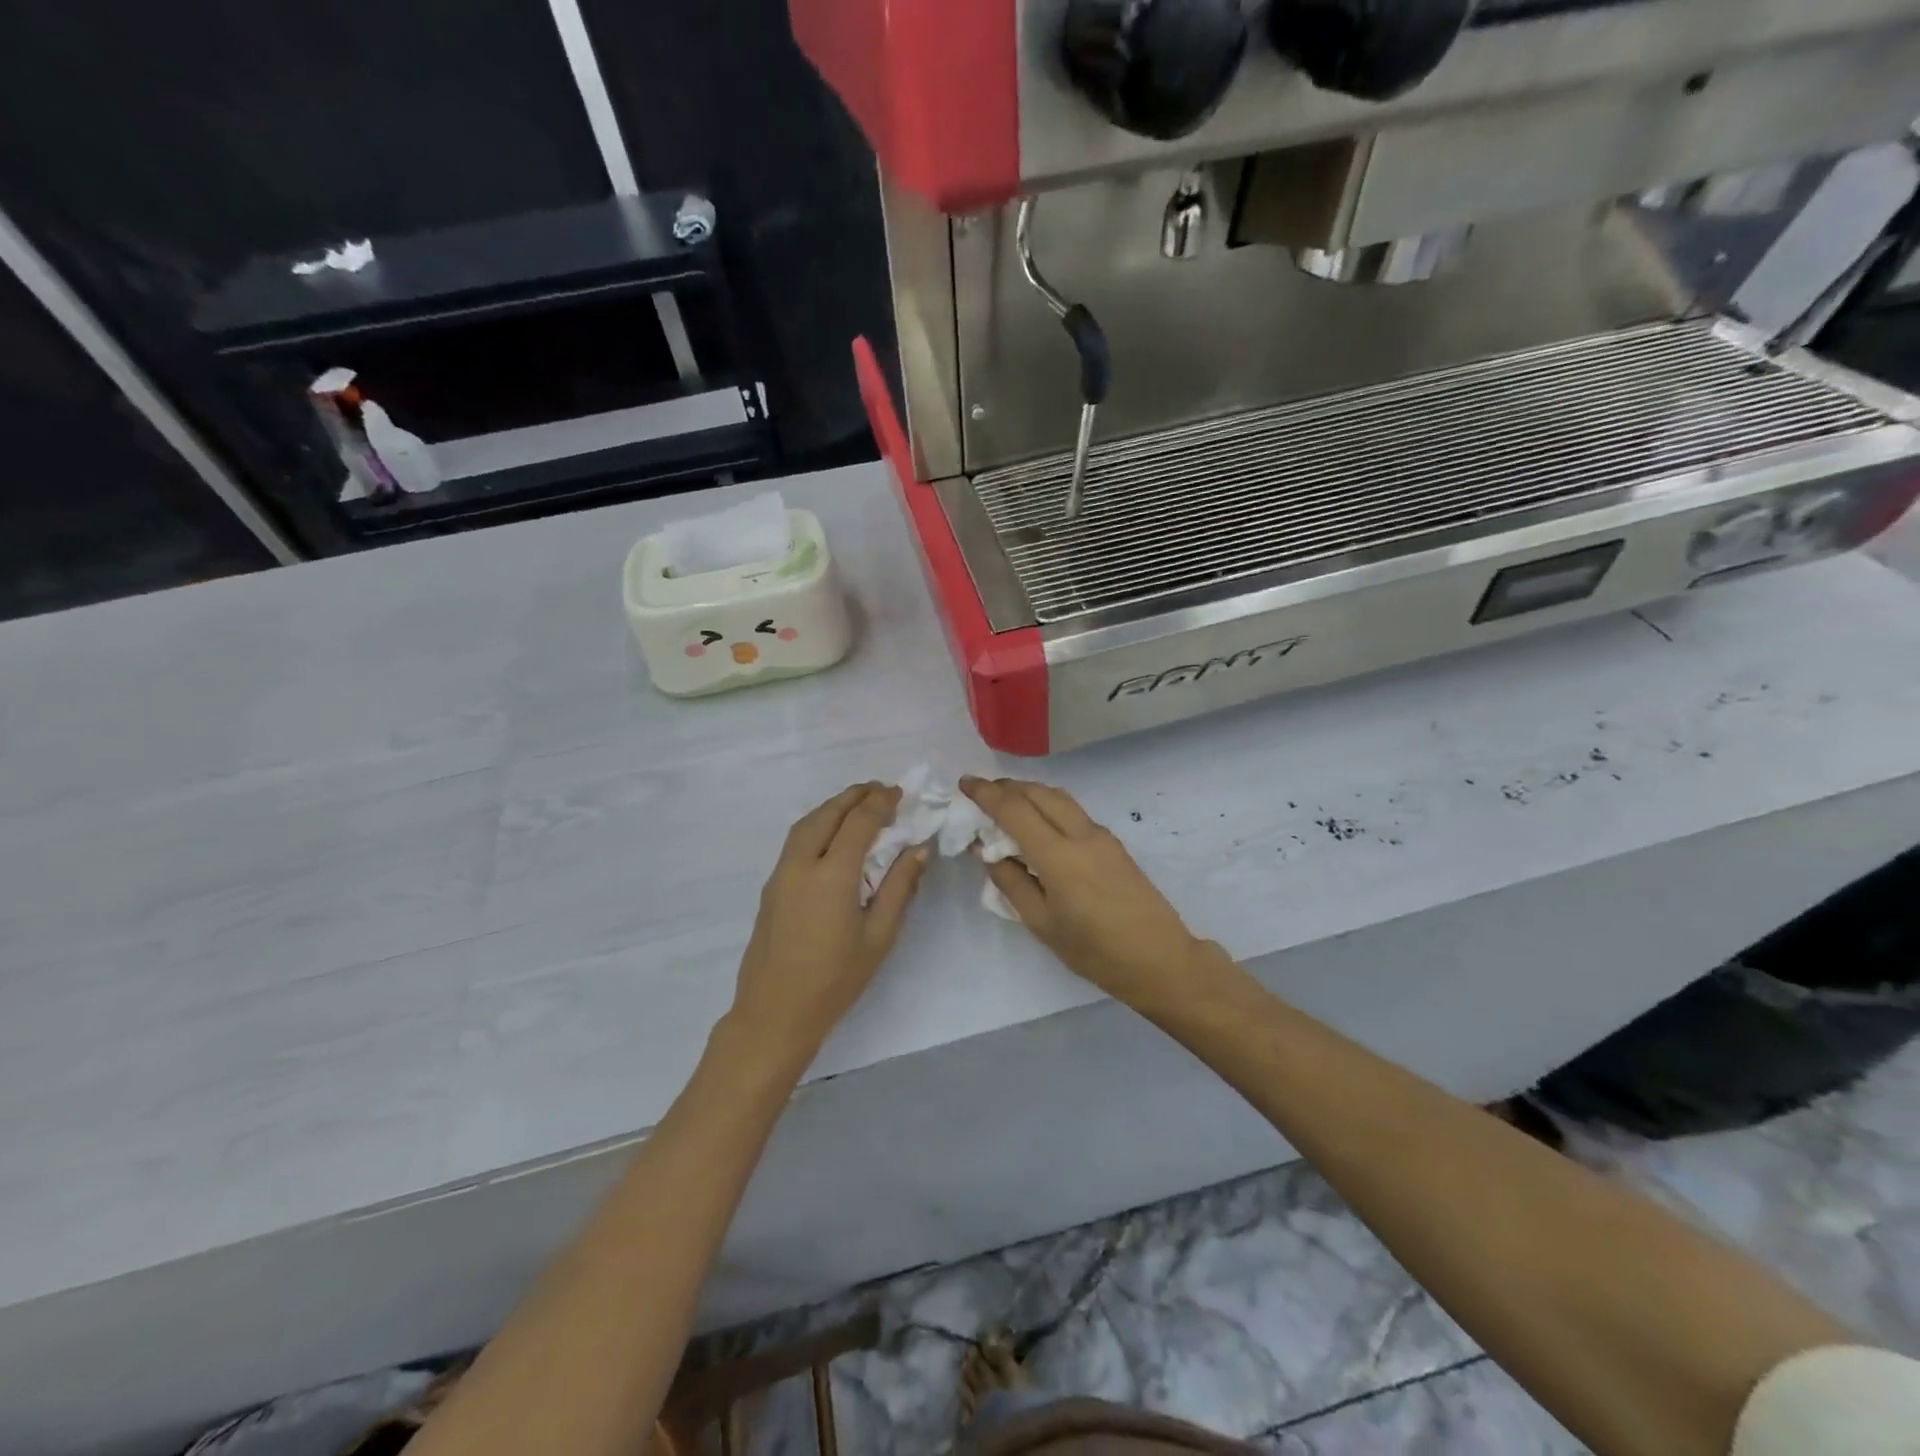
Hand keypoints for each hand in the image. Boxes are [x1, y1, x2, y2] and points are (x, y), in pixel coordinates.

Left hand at [727, 783, 927, 1064]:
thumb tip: (918, 849)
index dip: (880, 803)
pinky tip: (833, 835)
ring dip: (833, 807)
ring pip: (806, 823)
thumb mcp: (879, 936)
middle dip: (855, 796)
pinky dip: (818, 824)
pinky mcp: (771, 886)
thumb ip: (900, 887)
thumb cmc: (835, 980)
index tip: (900, 794)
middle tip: (881, 790)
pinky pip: (796, 840)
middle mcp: (801, 864)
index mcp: (832, 875)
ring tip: (858, 805)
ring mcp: (780, 874)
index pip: (859, 822)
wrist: (774, 1013)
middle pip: (827, 813)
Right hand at [961, 777, 1225, 1009]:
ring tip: (1006, 802)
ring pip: (1059, 798)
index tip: (964, 784)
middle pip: (1038, 793)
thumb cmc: (1095, 951)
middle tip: (981, 792)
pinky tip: (1038, 823)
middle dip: (1007, 786)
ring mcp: (1101, 836)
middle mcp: (1081, 834)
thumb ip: (1011, 882)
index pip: (1014, 809)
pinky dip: (1048, 805)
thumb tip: (988, 851)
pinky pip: (1073, 812)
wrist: (1160, 959)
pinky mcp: (1113, 844)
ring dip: (1029, 792)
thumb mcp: (1042, 924)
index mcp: (1059, 856)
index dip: (986, 793)